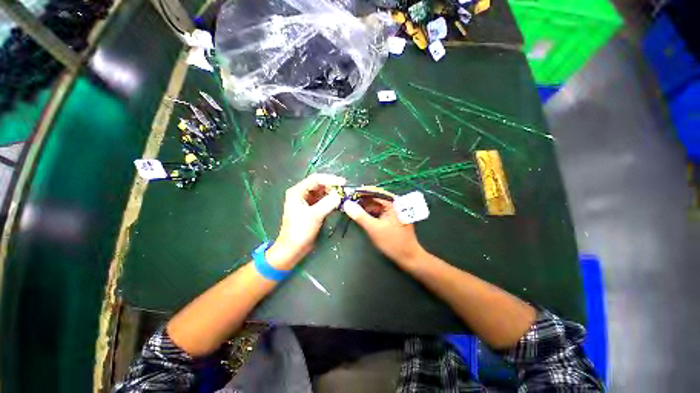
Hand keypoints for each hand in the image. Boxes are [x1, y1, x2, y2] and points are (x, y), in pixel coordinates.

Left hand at [268, 173, 345, 268]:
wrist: (292, 249)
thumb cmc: (300, 231)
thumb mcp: (315, 215)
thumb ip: (328, 203)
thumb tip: (339, 195)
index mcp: (297, 191)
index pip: (316, 179)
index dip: (330, 179)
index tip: (343, 183)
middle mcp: (301, 193)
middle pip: (319, 184)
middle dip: (332, 186)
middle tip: (345, 190)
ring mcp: (306, 201)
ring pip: (321, 192)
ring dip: (332, 193)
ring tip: (343, 195)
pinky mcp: (311, 208)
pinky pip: (322, 200)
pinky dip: (330, 200)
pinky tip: (338, 202)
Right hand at [342, 198, 426, 269]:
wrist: (408, 257)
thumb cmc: (392, 241)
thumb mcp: (373, 228)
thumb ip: (360, 215)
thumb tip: (347, 204)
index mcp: (392, 203)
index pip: (373, 193)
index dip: (360, 193)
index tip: (347, 195)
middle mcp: (394, 204)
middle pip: (375, 199)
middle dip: (361, 201)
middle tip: (347, 203)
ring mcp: (394, 211)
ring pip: (376, 206)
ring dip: (365, 207)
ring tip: (352, 208)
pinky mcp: (393, 218)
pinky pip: (379, 212)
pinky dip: (370, 213)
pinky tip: (362, 215)